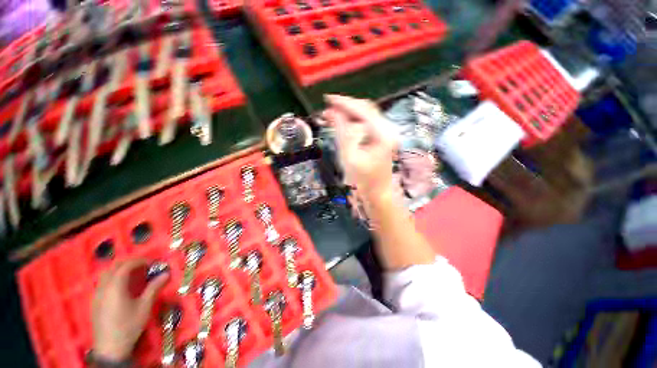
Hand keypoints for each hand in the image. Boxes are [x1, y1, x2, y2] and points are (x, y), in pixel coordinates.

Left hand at [92, 259, 168, 360]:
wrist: (110, 347)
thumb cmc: (129, 325)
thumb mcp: (145, 306)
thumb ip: (154, 288)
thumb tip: (167, 273)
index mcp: (115, 286)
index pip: (127, 265)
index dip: (141, 261)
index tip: (153, 263)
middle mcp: (104, 286)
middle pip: (115, 267)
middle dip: (130, 263)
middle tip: (145, 267)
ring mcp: (97, 294)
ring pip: (107, 274)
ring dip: (121, 270)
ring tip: (134, 275)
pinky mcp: (95, 301)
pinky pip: (103, 282)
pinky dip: (114, 278)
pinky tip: (122, 287)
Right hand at [322, 94, 397, 199]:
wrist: (377, 193)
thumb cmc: (363, 180)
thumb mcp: (348, 157)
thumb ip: (341, 133)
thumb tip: (332, 112)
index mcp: (382, 134)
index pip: (362, 110)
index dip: (344, 103)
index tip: (327, 99)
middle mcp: (388, 129)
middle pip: (366, 108)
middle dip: (346, 106)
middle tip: (328, 108)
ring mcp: (387, 133)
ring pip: (366, 114)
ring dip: (349, 112)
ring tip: (333, 115)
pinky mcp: (383, 137)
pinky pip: (367, 122)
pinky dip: (354, 120)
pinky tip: (344, 123)